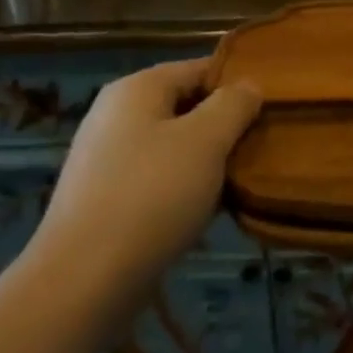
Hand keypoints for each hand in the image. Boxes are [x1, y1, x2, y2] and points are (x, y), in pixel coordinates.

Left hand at [22, 58, 262, 302]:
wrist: (81, 284)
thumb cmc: (151, 196)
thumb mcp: (206, 141)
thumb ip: (233, 105)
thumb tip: (248, 85)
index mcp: (137, 89)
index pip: (198, 68)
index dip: (237, 82)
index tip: (271, 107)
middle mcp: (116, 115)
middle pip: (185, 106)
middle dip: (224, 125)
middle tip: (261, 145)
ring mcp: (106, 159)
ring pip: (173, 146)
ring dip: (207, 161)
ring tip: (241, 180)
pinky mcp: (104, 201)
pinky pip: (156, 180)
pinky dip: (184, 189)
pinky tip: (207, 211)